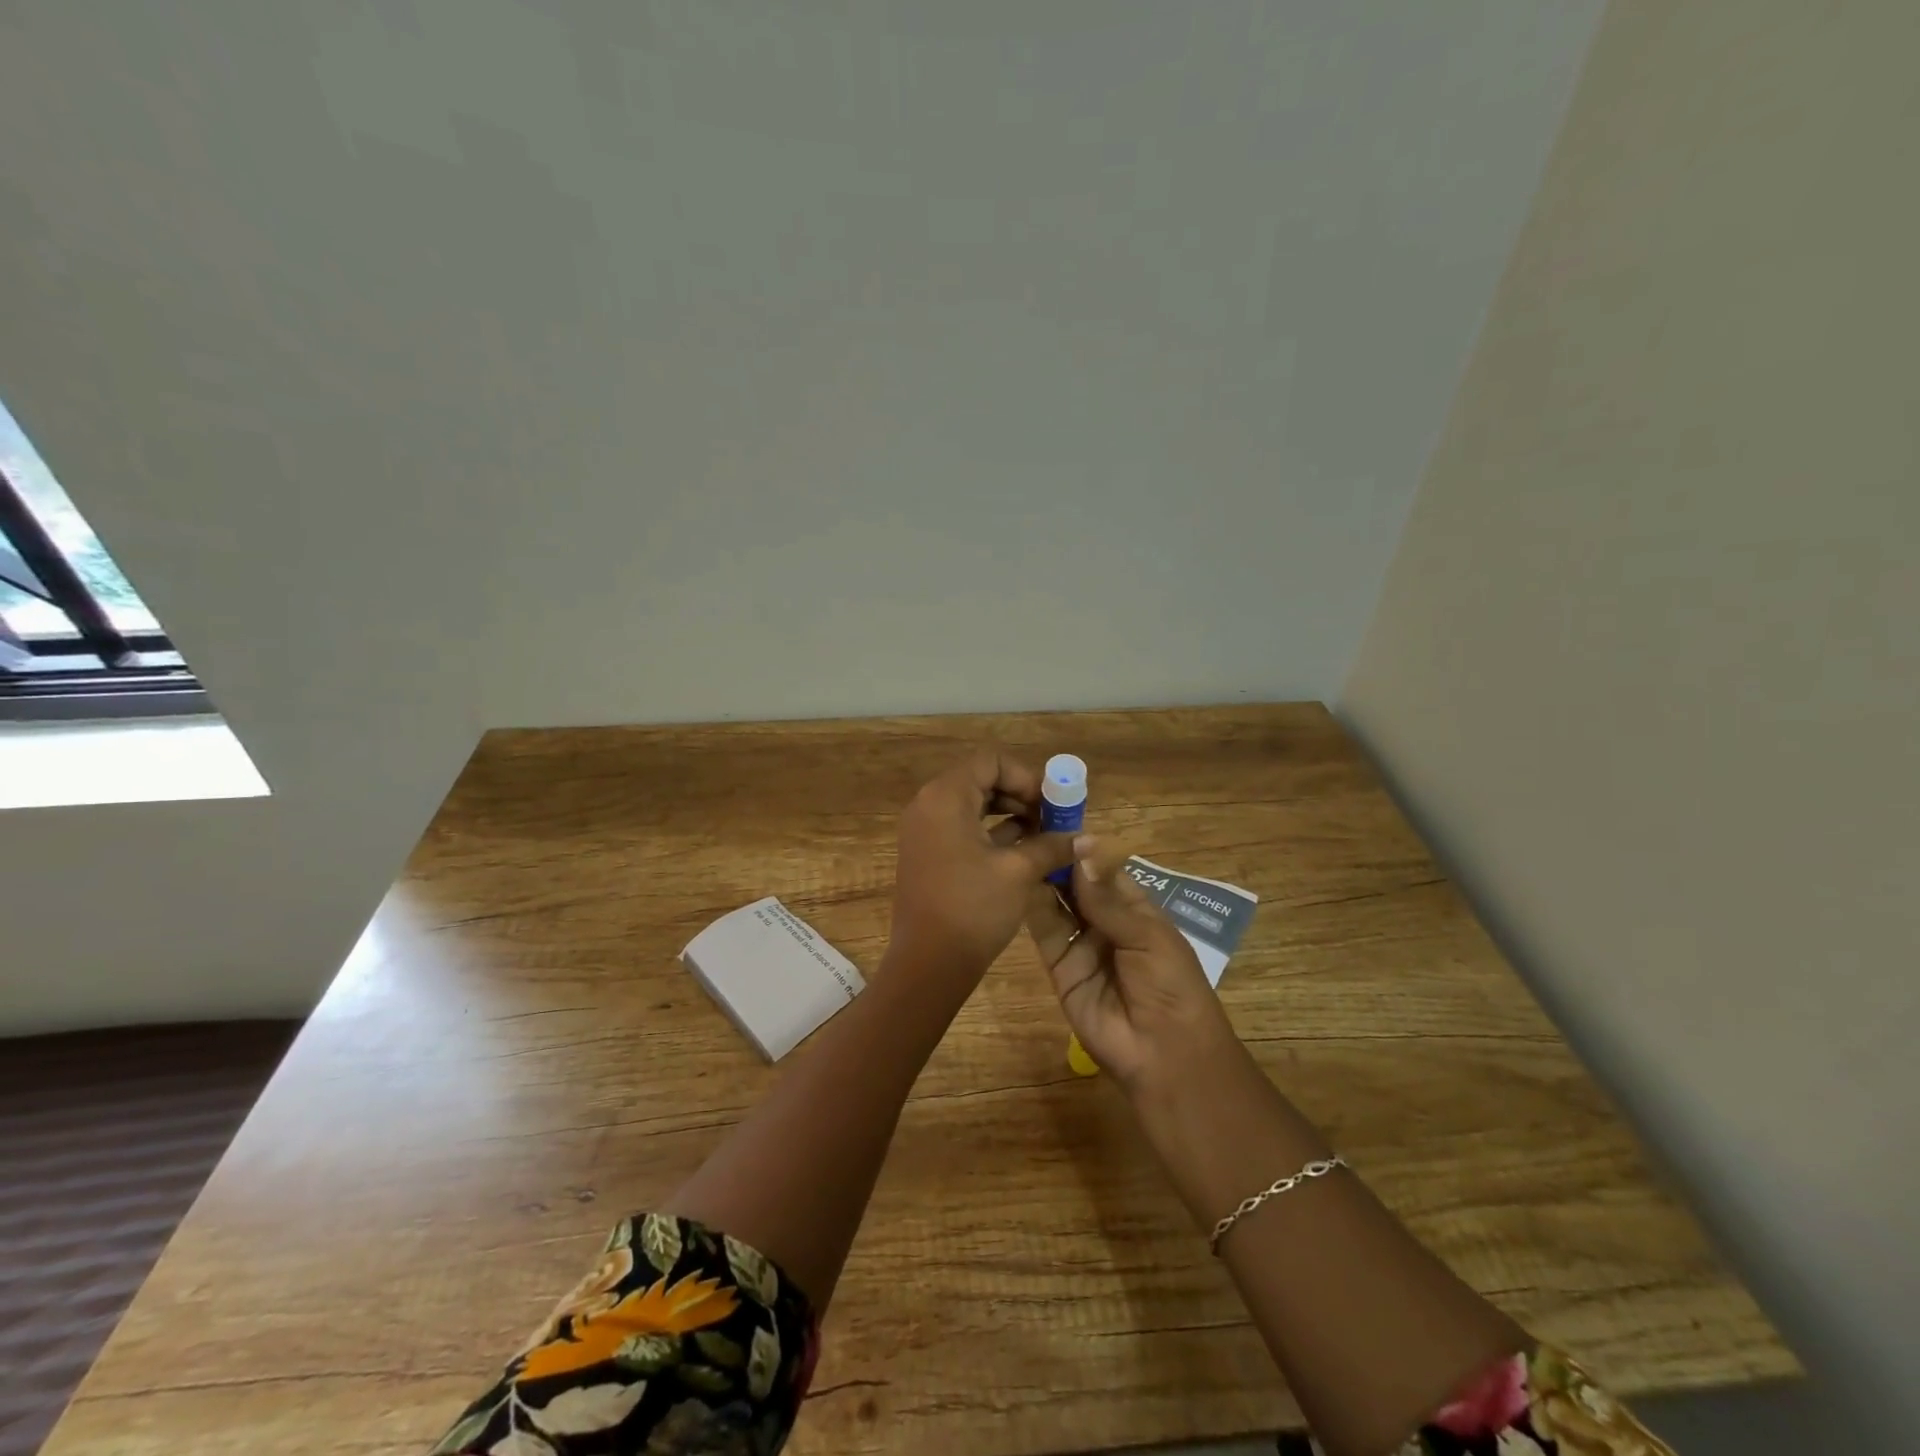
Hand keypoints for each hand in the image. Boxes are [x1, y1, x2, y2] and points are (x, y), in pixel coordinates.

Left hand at [885, 752, 1078, 989]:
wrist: (928, 963)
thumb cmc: (973, 909)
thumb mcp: (1019, 872)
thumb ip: (1052, 845)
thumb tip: (1087, 838)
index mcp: (945, 797)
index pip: (991, 761)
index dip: (1026, 776)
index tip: (1050, 804)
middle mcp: (928, 804)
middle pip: (981, 779)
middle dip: (1020, 795)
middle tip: (1052, 819)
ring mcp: (924, 829)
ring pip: (973, 804)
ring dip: (1009, 814)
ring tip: (1043, 836)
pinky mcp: (927, 852)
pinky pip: (962, 826)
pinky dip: (991, 832)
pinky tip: (1023, 851)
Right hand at [1025, 840, 1239, 1089]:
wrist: (1163, 1053)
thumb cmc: (1171, 986)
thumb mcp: (1147, 936)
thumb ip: (1108, 898)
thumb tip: (1081, 851)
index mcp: (1136, 909)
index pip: (1103, 870)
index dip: (1082, 849)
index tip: (1055, 820)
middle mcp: (1105, 921)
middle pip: (1076, 884)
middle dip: (1058, 859)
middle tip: (1027, 827)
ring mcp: (1080, 943)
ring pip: (1057, 904)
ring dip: (1041, 878)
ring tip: (1017, 846)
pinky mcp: (1058, 966)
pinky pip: (1044, 932)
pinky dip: (1032, 907)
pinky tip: (1017, 880)